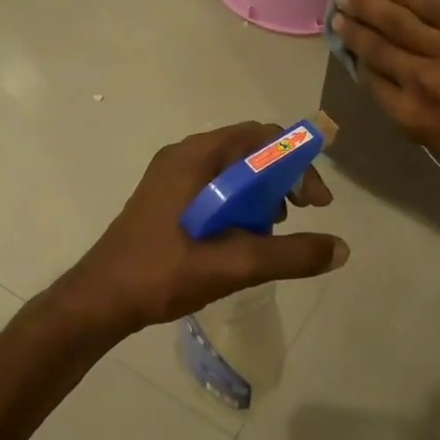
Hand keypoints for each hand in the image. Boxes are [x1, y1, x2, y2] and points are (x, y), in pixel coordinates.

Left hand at [53, 123, 347, 337]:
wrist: (98, 302)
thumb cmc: (162, 273)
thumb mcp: (234, 265)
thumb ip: (290, 255)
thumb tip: (342, 249)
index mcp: (196, 158)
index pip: (262, 137)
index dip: (298, 162)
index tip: (316, 202)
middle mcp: (184, 156)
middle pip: (249, 150)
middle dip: (283, 177)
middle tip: (301, 212)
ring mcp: (172, 177)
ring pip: (233, 169)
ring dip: (263, 191)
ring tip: (274, 228)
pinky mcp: (167, 198)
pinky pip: (216, 185)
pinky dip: (240, 201)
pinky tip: (244, 236)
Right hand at [330, 0, 439, 188]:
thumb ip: (425, 117)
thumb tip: (410, 89)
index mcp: (415, 118)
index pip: (375, 82)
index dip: (359, 60)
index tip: (349, 45)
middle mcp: (423, 81)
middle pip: (379, 47)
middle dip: (354, 26)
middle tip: (336, 8)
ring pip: (400, 20)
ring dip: (372, 4)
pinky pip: (437, 4)